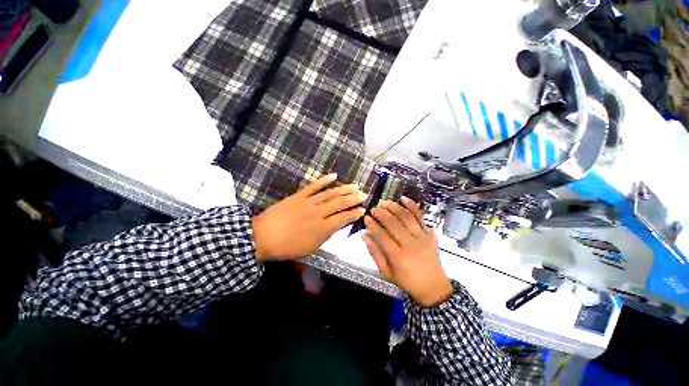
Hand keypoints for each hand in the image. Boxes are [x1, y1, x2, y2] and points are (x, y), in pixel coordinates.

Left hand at [251, 173, 365, 261]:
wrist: (263, 236)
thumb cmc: (287, 247)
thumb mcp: (310, 248)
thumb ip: (325, 236)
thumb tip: (336, 226)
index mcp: (322, 229)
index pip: (343, 219)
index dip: (354, 214)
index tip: (363, 210)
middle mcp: (319, 213)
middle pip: (340, 204)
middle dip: (353, 199)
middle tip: (363, 194)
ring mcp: (309, 202)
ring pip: (330, 193)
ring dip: (344, 189)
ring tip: (354, 185)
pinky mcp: (299, 195)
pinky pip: (314, 186)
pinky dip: (324, 180)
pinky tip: (333, 175)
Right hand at [362, 197, 452, 306]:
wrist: (433, 286)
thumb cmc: (407, 281)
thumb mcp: (386, 272)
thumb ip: (375, 252)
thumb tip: (365, 235)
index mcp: (399, 257)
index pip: (382, 236)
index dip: (372, 225)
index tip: (366, 218)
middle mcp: (411, 245)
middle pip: (394, 224)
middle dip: (381, 213)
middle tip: (373, 209)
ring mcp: (423, 237)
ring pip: (406, 217)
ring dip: (394, 207)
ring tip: (384, 202)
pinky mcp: (430, 234)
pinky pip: (421, 216)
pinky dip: (412, 206)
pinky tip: (404, 198)